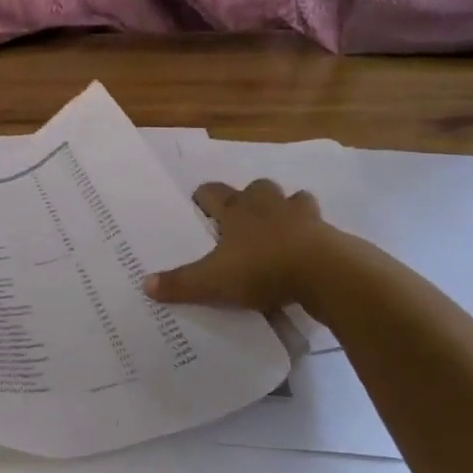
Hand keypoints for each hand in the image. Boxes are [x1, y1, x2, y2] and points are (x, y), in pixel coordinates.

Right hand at [145, 180, 330, 309]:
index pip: (212, 191)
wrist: (324, 271)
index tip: (199, 207)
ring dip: (285, 210)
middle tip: (241, 222)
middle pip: (256, 188)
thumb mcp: (213, 282)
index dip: (203, 197)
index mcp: (236, 210)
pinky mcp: (327, 231)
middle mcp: (267, 204)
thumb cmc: (262, 268)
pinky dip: (311, 234)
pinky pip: (318, 225)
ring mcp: (301, 214)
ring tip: (278, 233)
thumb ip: (181, 283)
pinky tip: (306, 252)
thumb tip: (144, 284)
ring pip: (292, 200)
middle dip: (249, 199)